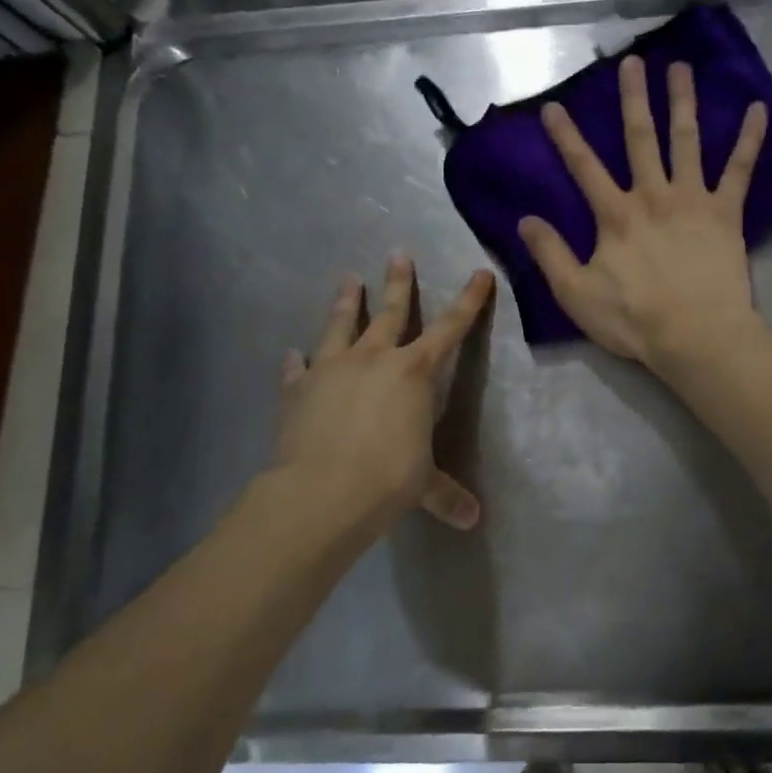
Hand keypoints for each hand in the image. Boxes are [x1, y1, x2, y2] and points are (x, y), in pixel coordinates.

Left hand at [272, 254, 494, 532]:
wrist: (322, 492)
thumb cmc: (388, 480)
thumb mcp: (424, 486)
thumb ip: (446, 496)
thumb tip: (472, 521)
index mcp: (415, 373)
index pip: (451, 328)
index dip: (469, 301)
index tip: (479, 272)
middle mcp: (375, 359)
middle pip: (391, 311)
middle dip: (398, 282)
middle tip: (397, 252)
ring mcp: (332, 369)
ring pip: (341, 325)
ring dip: (346, 302)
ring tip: (347, 278)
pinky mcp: (298, 389)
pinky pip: (298, 368)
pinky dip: (297, 361)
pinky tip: (292, 354)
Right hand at [518, 55, 768, 371]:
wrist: (695, 336)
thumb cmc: (634, 320)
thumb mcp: (576, 294)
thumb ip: (550, 254)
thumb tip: (525, 220)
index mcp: (616, 216)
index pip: (584, 167)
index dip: (566, 137)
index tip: (554, 106)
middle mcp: (653, 196)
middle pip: (640, 138)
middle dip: (633, 99)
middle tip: (632, 61)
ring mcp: (692, 200)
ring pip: (687, 140)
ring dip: (682, 101)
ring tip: (680, 67)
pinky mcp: (726, 213)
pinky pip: (740, 170)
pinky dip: (750, 139)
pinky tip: (758, 109)